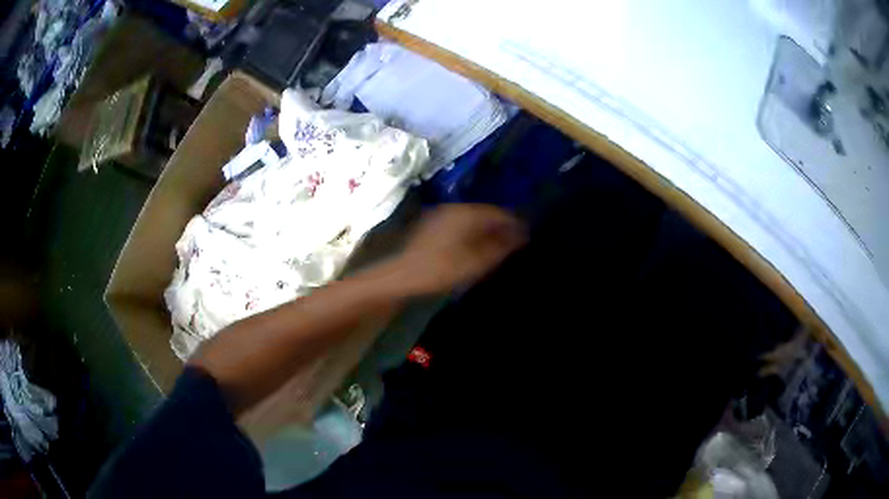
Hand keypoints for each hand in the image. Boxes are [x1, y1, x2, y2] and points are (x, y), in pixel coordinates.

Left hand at [395, 204, 526, 294]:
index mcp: (467, 213)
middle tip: (514, 242)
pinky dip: (471, 232)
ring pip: (472, 218)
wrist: (402, 276)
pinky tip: (474, 246)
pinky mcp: (432, 224)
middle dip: (500, 226)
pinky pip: (460, 223)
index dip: (514, 224)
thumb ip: (500, 247)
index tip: (527, 236)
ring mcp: (441, 214)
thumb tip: (521, 235)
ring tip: (497, 246)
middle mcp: (454, 208)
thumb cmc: (441, 270)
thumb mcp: (476, 262)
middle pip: (485, 213)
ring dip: (486, 229)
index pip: (498, 213)